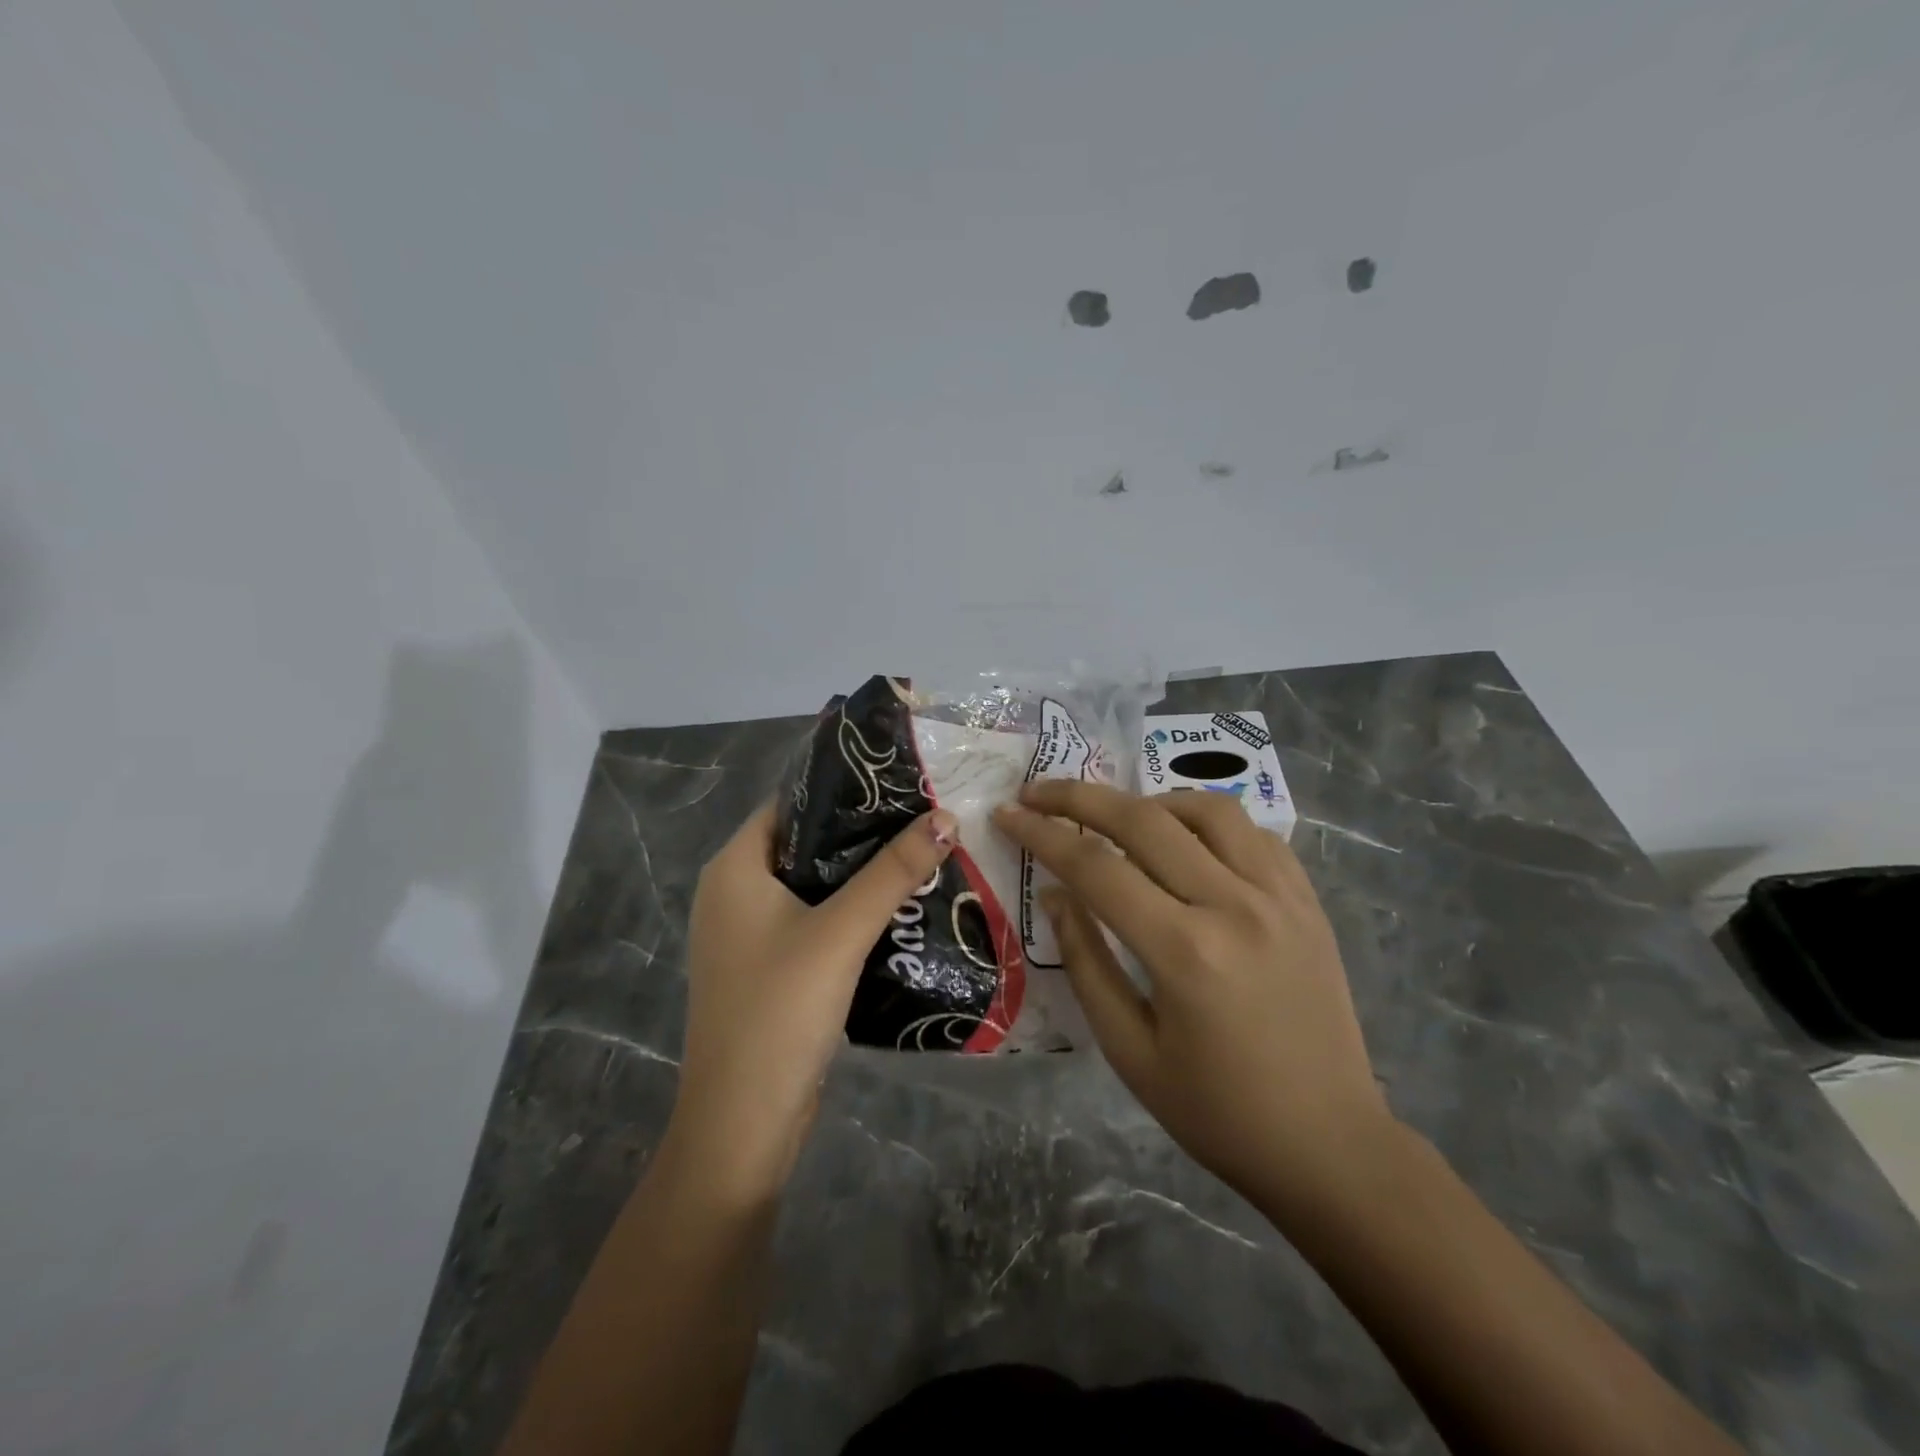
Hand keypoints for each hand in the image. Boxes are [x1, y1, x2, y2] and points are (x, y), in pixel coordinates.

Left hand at [670, 802, 958, 1200]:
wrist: (743, 1124)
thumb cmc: (781, 1010)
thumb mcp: (842, 932)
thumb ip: (893, 872)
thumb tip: (946, 817)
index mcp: (734, 868)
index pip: (791, 804)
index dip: (844, 789)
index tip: (901, 782)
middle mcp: (734, 893)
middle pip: (805, 844)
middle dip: (863, 833)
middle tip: (924, 818)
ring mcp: (749, 934)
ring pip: (813, 886)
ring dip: (861, 875)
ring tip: (921, 854)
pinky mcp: (768, 968)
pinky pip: (813, 922)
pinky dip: (850, 912)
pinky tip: (897, 909)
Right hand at [993, 783, 1392, 1213]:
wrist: (1329, 1146)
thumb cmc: (1218, 1112)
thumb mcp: (1129, 1050)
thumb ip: (1087, 962)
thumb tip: (1056, 894)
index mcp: (1184, 951)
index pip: (1096, 866)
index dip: (1042, 834)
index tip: (1008, 814)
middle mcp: (1234, 905)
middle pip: (1143, 819)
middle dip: (1078, 797)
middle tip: (1038, 792)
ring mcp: (1280, 897)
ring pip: (1206, 809)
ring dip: (1149, 801)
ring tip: (1117, 817)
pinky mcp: (1308, 901)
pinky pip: (1254, 833)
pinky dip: (1208, 821)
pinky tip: (1186, 841)